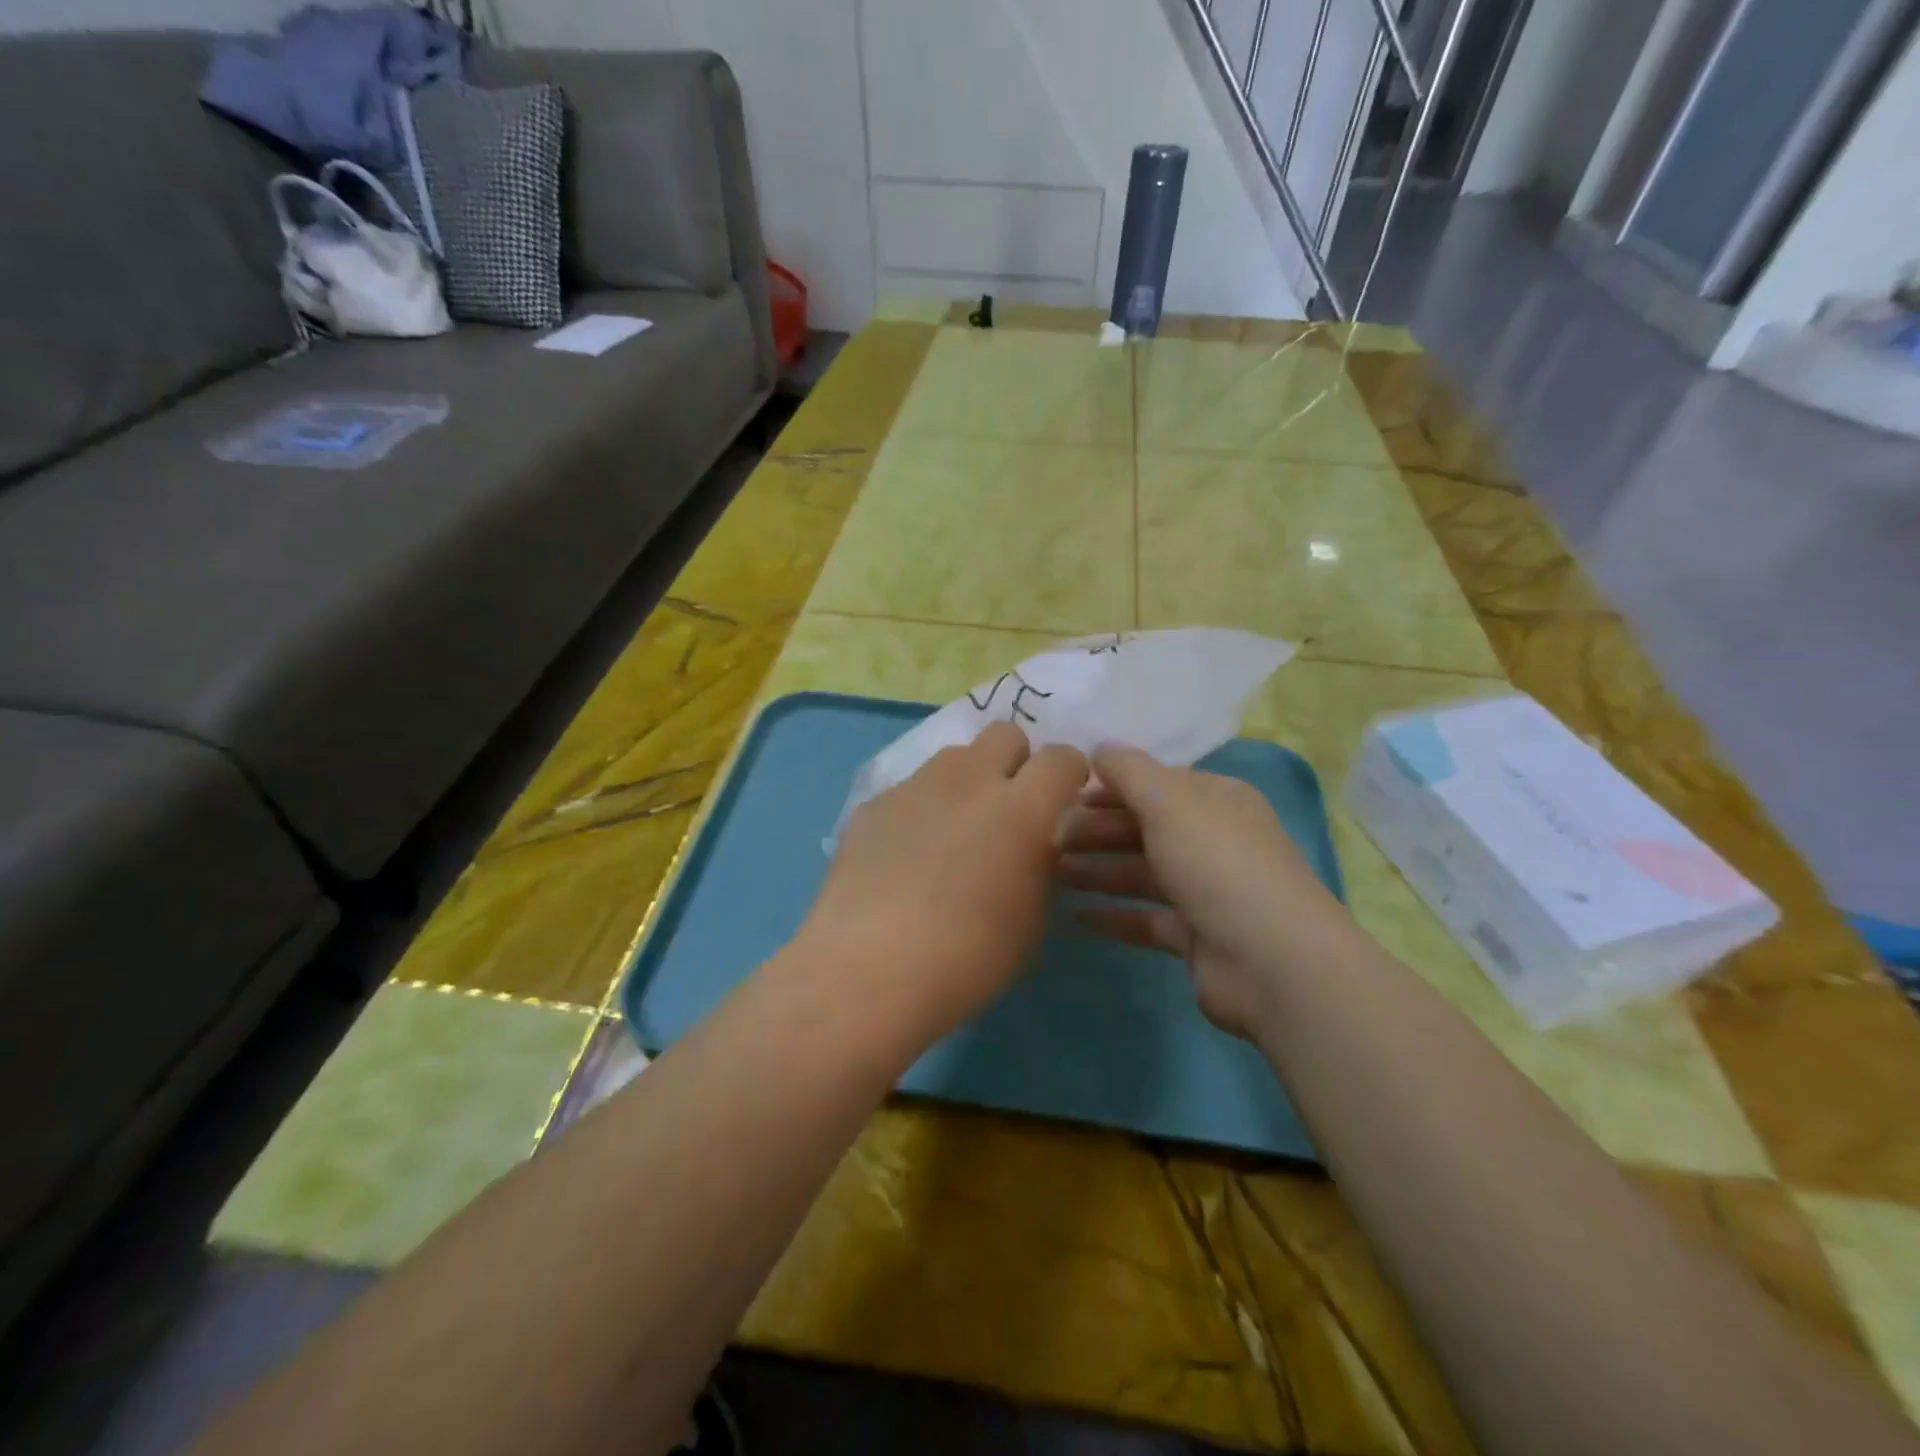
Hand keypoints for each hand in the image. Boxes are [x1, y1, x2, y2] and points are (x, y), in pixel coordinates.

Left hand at [798, 722, 1089, 1048]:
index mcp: (1020, 808)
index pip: (1061, 758)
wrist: (869, 968)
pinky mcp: (873, 804)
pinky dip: (920, 810)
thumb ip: (1039, 865)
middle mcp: (968, 781)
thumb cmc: (968, 956)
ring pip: (954, 757)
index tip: (1063, 799)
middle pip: (1004, 733)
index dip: (1069, 773)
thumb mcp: (1031, 920)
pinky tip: (906, 856)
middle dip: (1015, 760)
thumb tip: (1033, 843)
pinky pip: (910, 790)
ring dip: (966, 782)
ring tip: (953, 830)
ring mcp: (915, 787)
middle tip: (1008, 806)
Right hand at [1058, 744, 1354, 1041]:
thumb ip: (1129, 770)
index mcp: (1215, 800)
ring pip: (1141, 872)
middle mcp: (1213, 839)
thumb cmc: (1216, 864)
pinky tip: (1076, 916)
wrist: (1272, 961)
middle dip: (1095, 830)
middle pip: (1144, 827)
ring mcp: (1207, 890)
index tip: (1061, 797)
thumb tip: (1100, 747)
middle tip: (1047, 839)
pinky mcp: (1197, 935)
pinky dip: (1114, 915)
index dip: (1107, 788)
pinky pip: (1146, 918)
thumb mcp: (1169, 802)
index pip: (1154, 784)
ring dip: (1098, 870)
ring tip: (1052, 873)